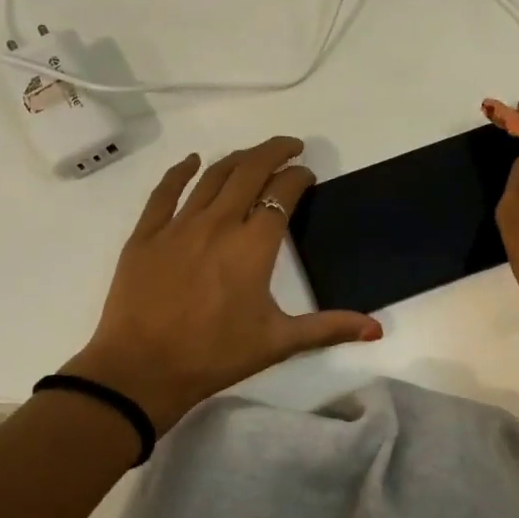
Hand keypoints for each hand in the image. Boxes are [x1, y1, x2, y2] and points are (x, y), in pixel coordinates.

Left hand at [62, 136, 381, 431]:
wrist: (142, 371)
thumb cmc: (215, 356)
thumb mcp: (278, 342)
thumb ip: (329, 328)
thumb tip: (377, 328)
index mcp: (253, 245)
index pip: (282, 194)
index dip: (298, 177)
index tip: (307, 175)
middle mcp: (218, 223)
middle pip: (249, 171)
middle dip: (274, 152)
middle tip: (291, 146)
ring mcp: (178, 225)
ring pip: (212, 176)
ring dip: (237, 158)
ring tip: (253, 155)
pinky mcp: (146, 235)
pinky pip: (164, 192)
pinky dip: (181, 171)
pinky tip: (193, 161)